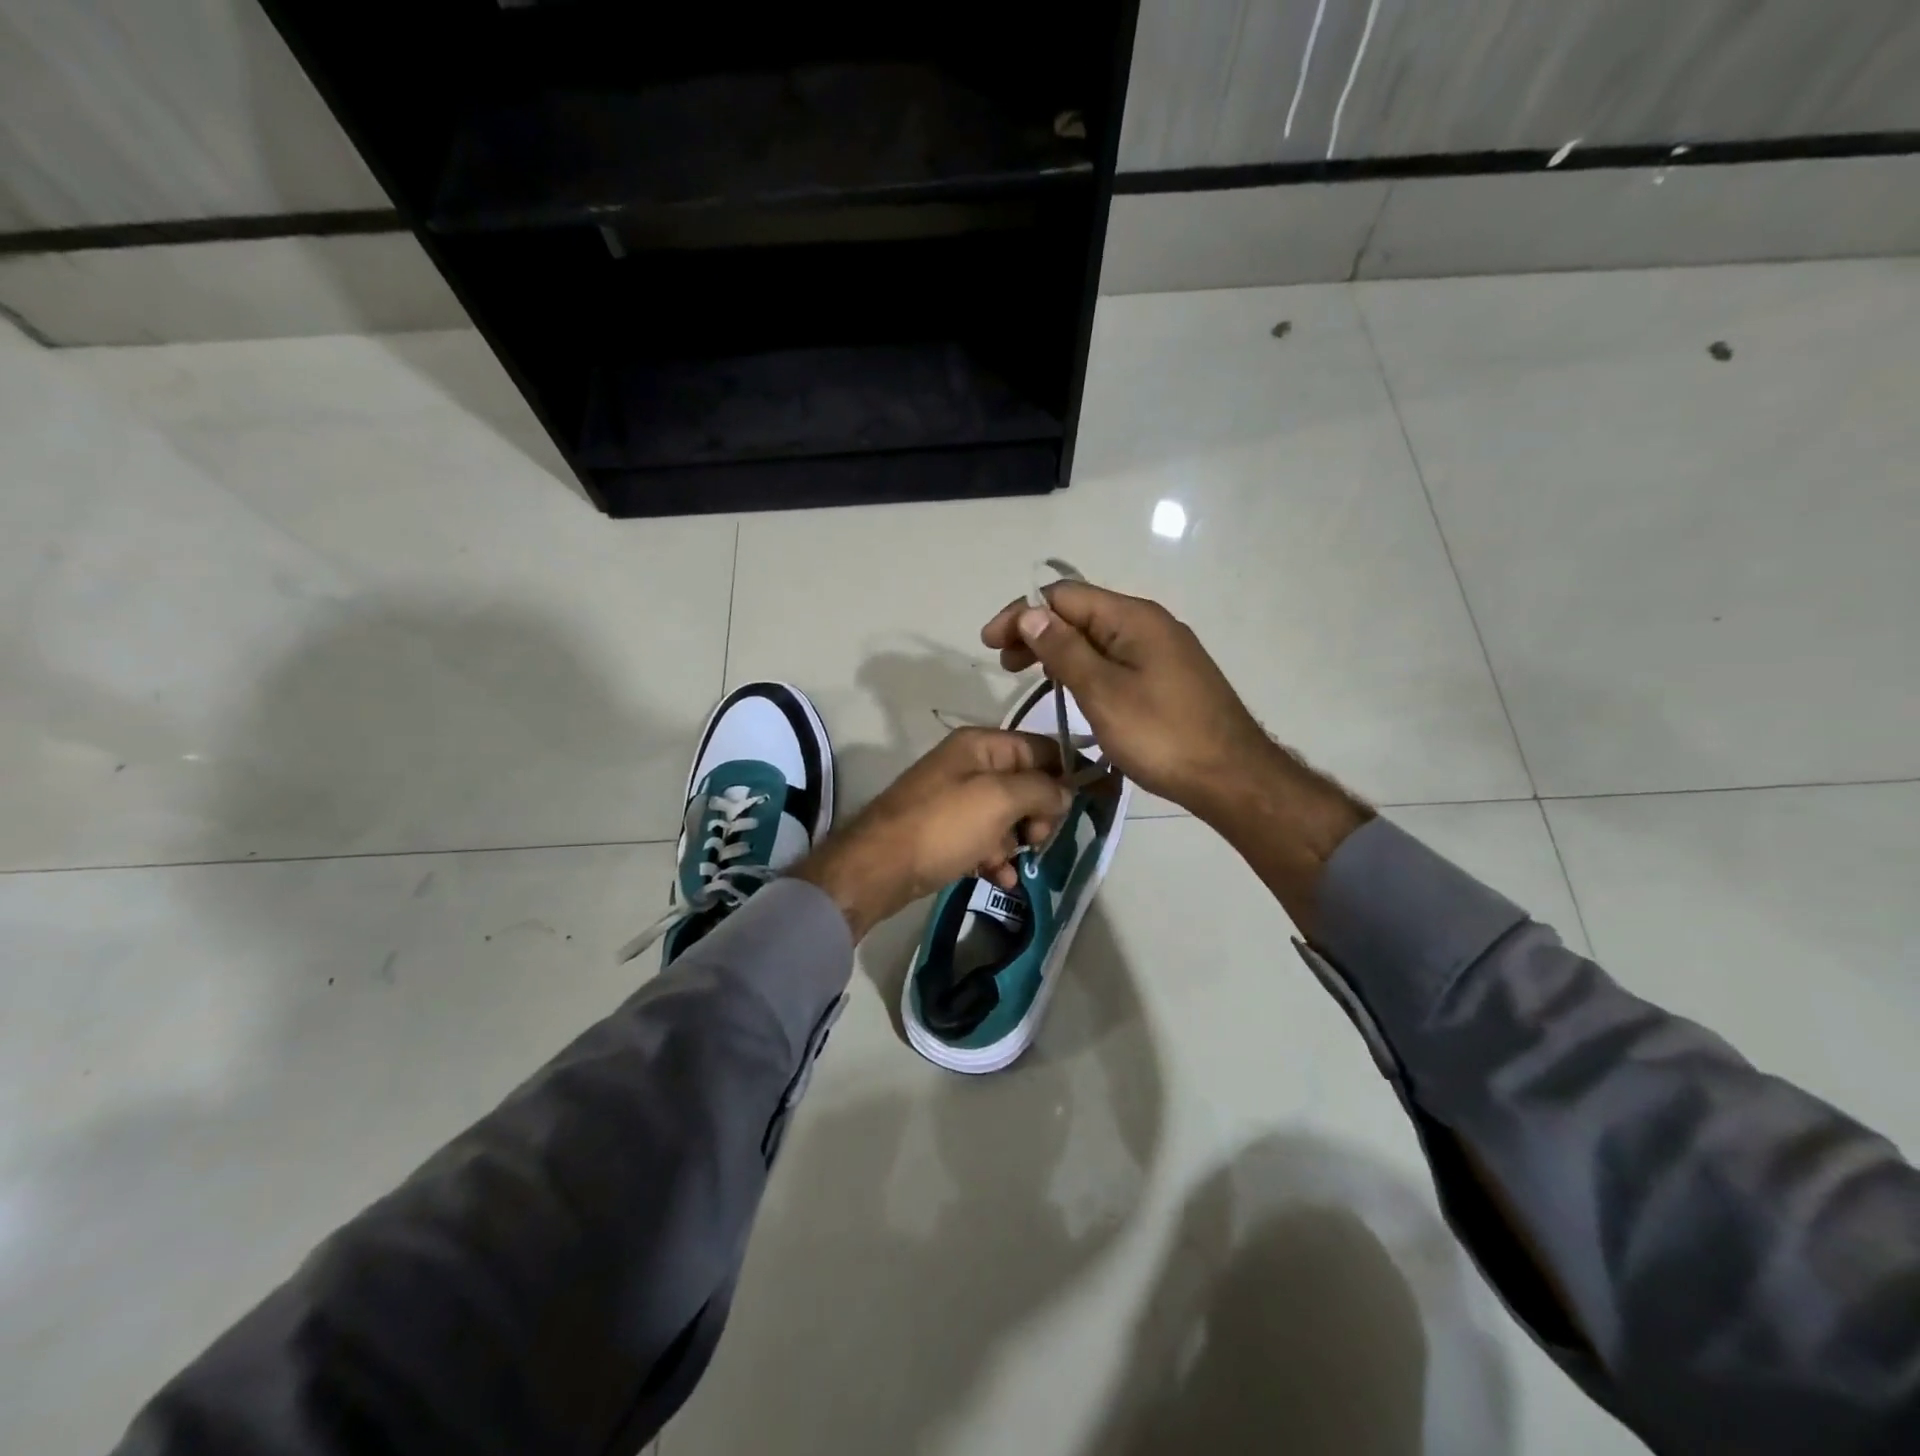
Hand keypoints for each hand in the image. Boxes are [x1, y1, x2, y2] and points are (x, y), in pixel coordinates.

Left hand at [793, 729, 1071, 939]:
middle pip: (1026, 783)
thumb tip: (1066, 791)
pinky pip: (985, 840)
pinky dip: (996, 857)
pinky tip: (1000, 879)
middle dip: (1039, 813)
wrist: (878, 867)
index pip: (1041, 747)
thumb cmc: (943, 825)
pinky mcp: (946, 832)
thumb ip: (1041, 789)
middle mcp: (969, 766)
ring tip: (1013, 863)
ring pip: (1008, 816)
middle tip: (1037, 839)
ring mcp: (956, 800)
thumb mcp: (1000, 800)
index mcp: (981, 745)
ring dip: (1018, 841)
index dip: (1067, 772)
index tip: (1091, 802)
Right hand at [981, 581, 1274, 822]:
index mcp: (1133, 618)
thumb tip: (1030, 613)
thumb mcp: (1102, 692)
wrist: (1231, 777)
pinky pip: (1114, 658)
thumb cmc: (1161, 735)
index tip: (989, 644)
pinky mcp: (1167, 675)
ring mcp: (1161, 650)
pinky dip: (1084, 666)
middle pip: (1080, 613)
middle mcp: (1148, 623)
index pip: (1064, 597)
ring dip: (1058, 650)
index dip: (1021, 614)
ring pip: (1097, 637)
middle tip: (1005, 665)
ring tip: (1030, 676)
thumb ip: (1064, 650)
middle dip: (1037, 632)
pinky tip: (1071, 688)